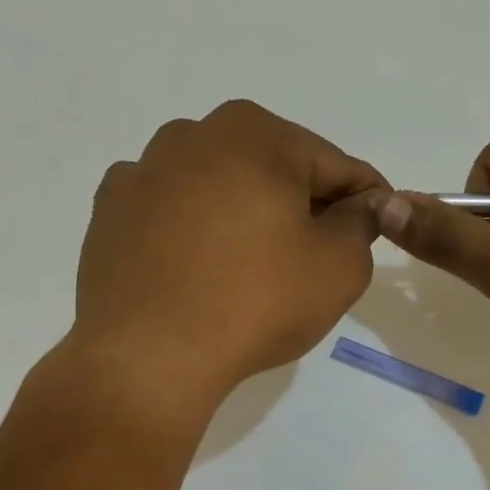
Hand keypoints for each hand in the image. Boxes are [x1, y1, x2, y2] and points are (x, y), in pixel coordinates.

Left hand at [69, 100, 387, 412]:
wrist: (147, 356)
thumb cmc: (256, 302)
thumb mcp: (340, 267)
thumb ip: (361, 223)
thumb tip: (360, 205)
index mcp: (255, 133)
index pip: (334, 164)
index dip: (364, 197)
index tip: (379, 223)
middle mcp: (194, 134)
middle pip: (273, 168)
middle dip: (301, 203)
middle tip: (317, 254)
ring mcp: (144, 169)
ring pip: (219, 185)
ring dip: (244, 212)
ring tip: (253, 266)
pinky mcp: (110, 209)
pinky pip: (173, 211)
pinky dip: (193, 229)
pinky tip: (198, 269)